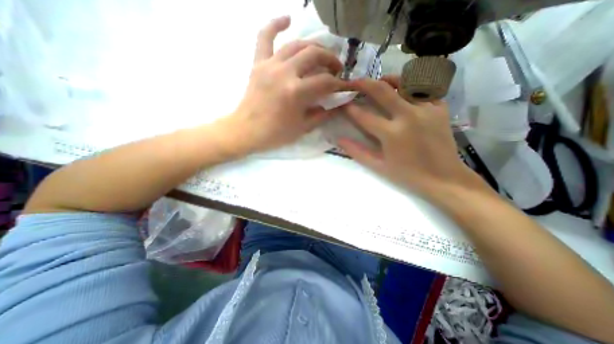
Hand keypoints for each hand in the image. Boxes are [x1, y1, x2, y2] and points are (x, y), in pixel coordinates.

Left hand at [220, 15, 343, 155]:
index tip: (344, 86)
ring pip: (296, 44)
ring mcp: (270, 65)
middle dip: (330, 60)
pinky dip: (275, 25)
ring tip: (321, 54)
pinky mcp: (258, 64)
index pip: (325, 81)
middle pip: (314, 55)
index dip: (339, 84)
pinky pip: (265, 37)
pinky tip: (288, 19)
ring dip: (313, 46)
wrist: (247, 131)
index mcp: (296, 92)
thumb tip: (337, 106)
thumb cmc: (275, 133)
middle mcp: (284, 73)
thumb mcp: (303, 128)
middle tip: (336, 68)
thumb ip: (322, 115)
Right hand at [338, 76, 487, 196]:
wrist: (444, 178)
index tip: (342, 103)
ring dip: (387, 80)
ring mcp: (427, 109)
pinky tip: (404, 91)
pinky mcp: (440, 108)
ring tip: (379, 82)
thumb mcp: (378, 166)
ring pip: (404, 82)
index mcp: (392, 134)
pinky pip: (423, 89)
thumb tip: (339, 139)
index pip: (364, 115)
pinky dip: (411, 86)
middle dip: (364, 83)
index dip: (350, 108)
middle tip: (353, 82)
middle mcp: (408, 116)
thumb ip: (357, 151)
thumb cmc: (407, 175)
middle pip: (382, 90)